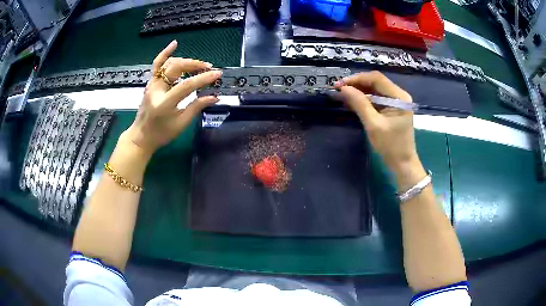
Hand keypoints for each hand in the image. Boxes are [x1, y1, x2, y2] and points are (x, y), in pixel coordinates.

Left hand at [120, 40, 221, 155]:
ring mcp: (152, 84)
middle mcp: (156, 89)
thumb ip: (197, 107)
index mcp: (164, 103)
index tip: (217, 74)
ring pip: (169, 64)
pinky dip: (165, 53)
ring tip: (199, 65)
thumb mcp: (181, 124)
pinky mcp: (150, 82)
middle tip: (209, 69)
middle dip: (195, 65)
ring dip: (186, 61)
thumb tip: (215, 96)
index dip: (203, 78)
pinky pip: (157, 64)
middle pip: (177, 68)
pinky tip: (174, 44)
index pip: (186, 85)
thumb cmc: (161, 134)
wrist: (141, 136)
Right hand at [335, 71, 423, 187]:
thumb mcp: (373, 125)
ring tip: (342, 94)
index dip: (357, 78)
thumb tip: (344, 88)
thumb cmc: (390, 146)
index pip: (376, 78)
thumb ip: (359, 104)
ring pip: (374, 89)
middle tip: (338, 89)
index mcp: (399, 96)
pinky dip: (364, 99)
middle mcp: (399, 95)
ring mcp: (396, 101)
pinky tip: (352, 102)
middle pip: (375, 82)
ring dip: (359, 91)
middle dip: (357, 84)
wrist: (402, 164)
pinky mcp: (392, 108)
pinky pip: (376, 99)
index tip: (341, 84)